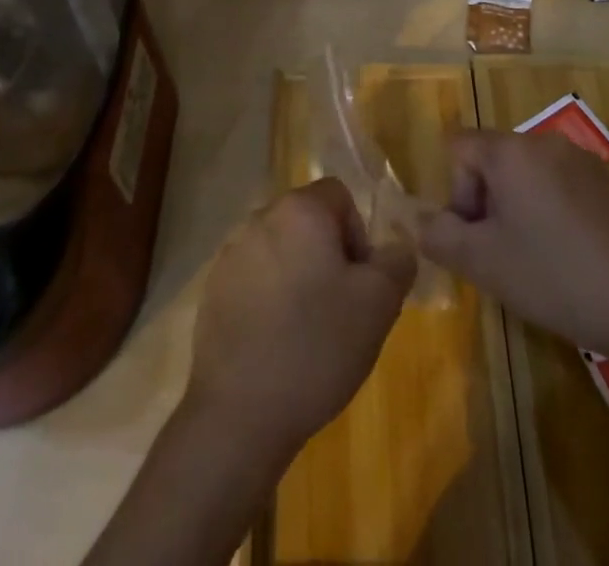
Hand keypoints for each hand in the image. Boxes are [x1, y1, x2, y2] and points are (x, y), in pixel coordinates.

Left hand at [186, 177, 415, 460]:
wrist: (239, 413)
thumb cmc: (316, 346)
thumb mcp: (378, 305)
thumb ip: (396, 263)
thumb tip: (396, 247)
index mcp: (300, 210)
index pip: (338, 195)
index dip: (358, 234)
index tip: (360, 282)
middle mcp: (260, 218)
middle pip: (307, 222)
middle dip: (328, 256)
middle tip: (340, 308)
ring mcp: (230, 254)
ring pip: (280, 251)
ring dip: (298, 276)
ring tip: (307, 331)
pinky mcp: (212, 289)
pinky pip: (253, 279)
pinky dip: (269, 299)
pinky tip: (275, 345)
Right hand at [417, 129, 608, 357]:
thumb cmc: (552, 276)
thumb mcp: (482, 263)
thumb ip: (438, 235)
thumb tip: (415, 219)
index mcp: (511, 151)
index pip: (460, 148)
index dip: (456, 192)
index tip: (475, 235)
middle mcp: (545, 142)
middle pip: (494, 160)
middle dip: (488, 202)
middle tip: (502, 253)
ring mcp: (583, 160)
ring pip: (529, 174)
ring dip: (520, 208)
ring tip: (537, 258)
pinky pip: (562, 186)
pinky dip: (553, 212)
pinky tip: (571, 257)